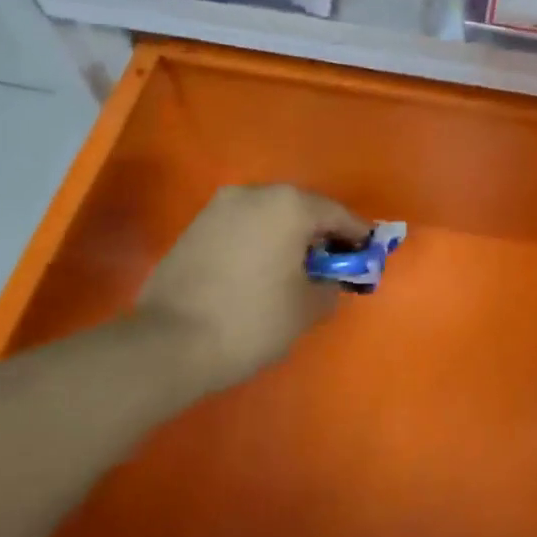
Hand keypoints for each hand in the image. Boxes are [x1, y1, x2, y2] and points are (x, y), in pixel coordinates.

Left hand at [136, 184, 368, 393]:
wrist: (167, 343)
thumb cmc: (250, 320)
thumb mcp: (306, 309)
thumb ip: (330, 287)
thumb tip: (328, 282)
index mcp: (290, 205)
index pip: (337, 214)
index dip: (357, 235)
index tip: (368, 253)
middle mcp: (256, 193)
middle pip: (302, 208)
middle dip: (321, 233)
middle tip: (334, 263)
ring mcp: (221, 207)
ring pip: (270, 215)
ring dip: (288, 236)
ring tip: (296, 269)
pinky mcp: (196, 226)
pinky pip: (243, 226)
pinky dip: (260, 241)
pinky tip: (262, 270)